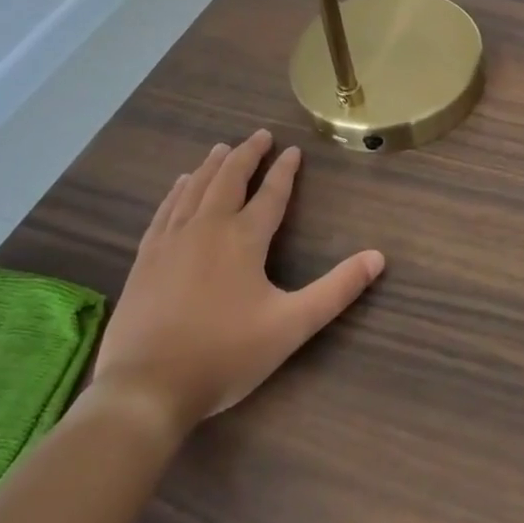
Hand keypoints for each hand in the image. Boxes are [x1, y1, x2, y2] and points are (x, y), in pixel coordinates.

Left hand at [88, 131, 383, 433]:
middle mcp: (207, 228)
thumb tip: (378, 257)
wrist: (146, 387)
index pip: (271, 194)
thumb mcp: (291, 325)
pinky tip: (180, 185)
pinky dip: (177, 191)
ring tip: (221, 148)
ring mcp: (171, 240)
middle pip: (229, 178)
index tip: (293, 149)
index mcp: (243, 239)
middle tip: (259, 135)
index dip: (284, 170)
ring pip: (194, 188)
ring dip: (212, 165)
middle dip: (246, 154)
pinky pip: (165, 210)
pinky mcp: (145, 258)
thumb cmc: (225, 354)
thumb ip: (336, 290)